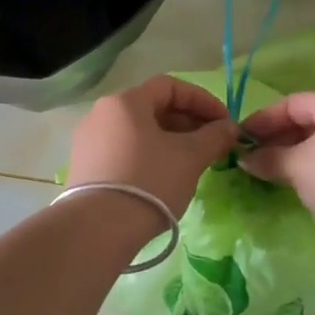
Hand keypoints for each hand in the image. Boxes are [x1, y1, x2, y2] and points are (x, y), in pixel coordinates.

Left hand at [69, 76, 237, 217]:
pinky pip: (124, 149)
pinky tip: (164, 177)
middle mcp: (102, 113)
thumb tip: (230, 127)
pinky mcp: (85, 166)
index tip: (224, 122)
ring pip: (138, 130)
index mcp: (125, 101)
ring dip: (170, 140)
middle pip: (152, 107)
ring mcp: (89, 140)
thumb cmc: (149, 181)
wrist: (99, 229)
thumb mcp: (190, 157)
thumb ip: (214, 136)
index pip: (170, 86)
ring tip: (192, 162)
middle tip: (212, 144)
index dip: (202, 100)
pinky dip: (149, 154)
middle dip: (187, 122)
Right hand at [239, 91, 314, 240]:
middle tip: (258, 157)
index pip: (292, 103)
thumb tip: (246, 158)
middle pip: (314, 118)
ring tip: (282, 172)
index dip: (263, 120)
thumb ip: (269, 159)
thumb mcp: (298, 168)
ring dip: (302, 152)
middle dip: (282, 137)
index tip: (242, 139)